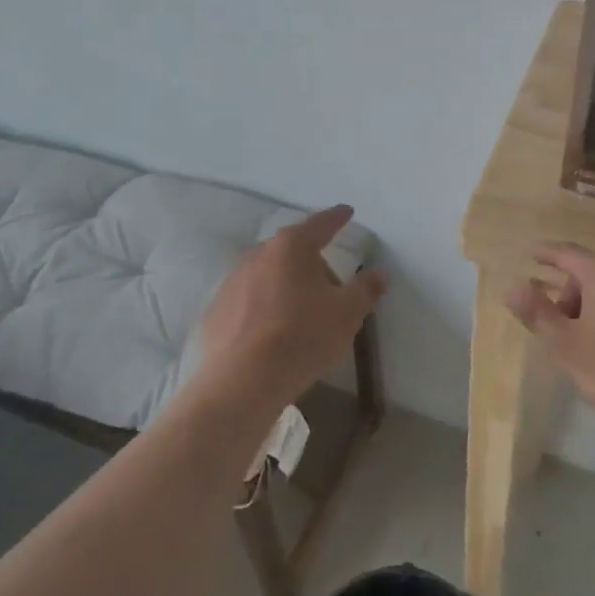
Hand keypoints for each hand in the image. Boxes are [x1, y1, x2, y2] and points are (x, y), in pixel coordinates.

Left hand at [190, 205, 386, 423]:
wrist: (242, 382)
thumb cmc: (302, 337)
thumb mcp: (347, 314)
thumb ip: (366, 289)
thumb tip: (378, 274)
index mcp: (291, 247)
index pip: (320, 224)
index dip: (337, 218)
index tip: (346, 212)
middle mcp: (258, 255)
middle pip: (293, 251)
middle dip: (313, 264)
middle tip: (332, 290)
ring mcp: (232, 282)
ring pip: (268, 275)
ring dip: (286, 286)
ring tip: (301, 316)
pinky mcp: (216, 311)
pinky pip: (248, 301)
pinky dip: (263, 308)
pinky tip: (272, 335)